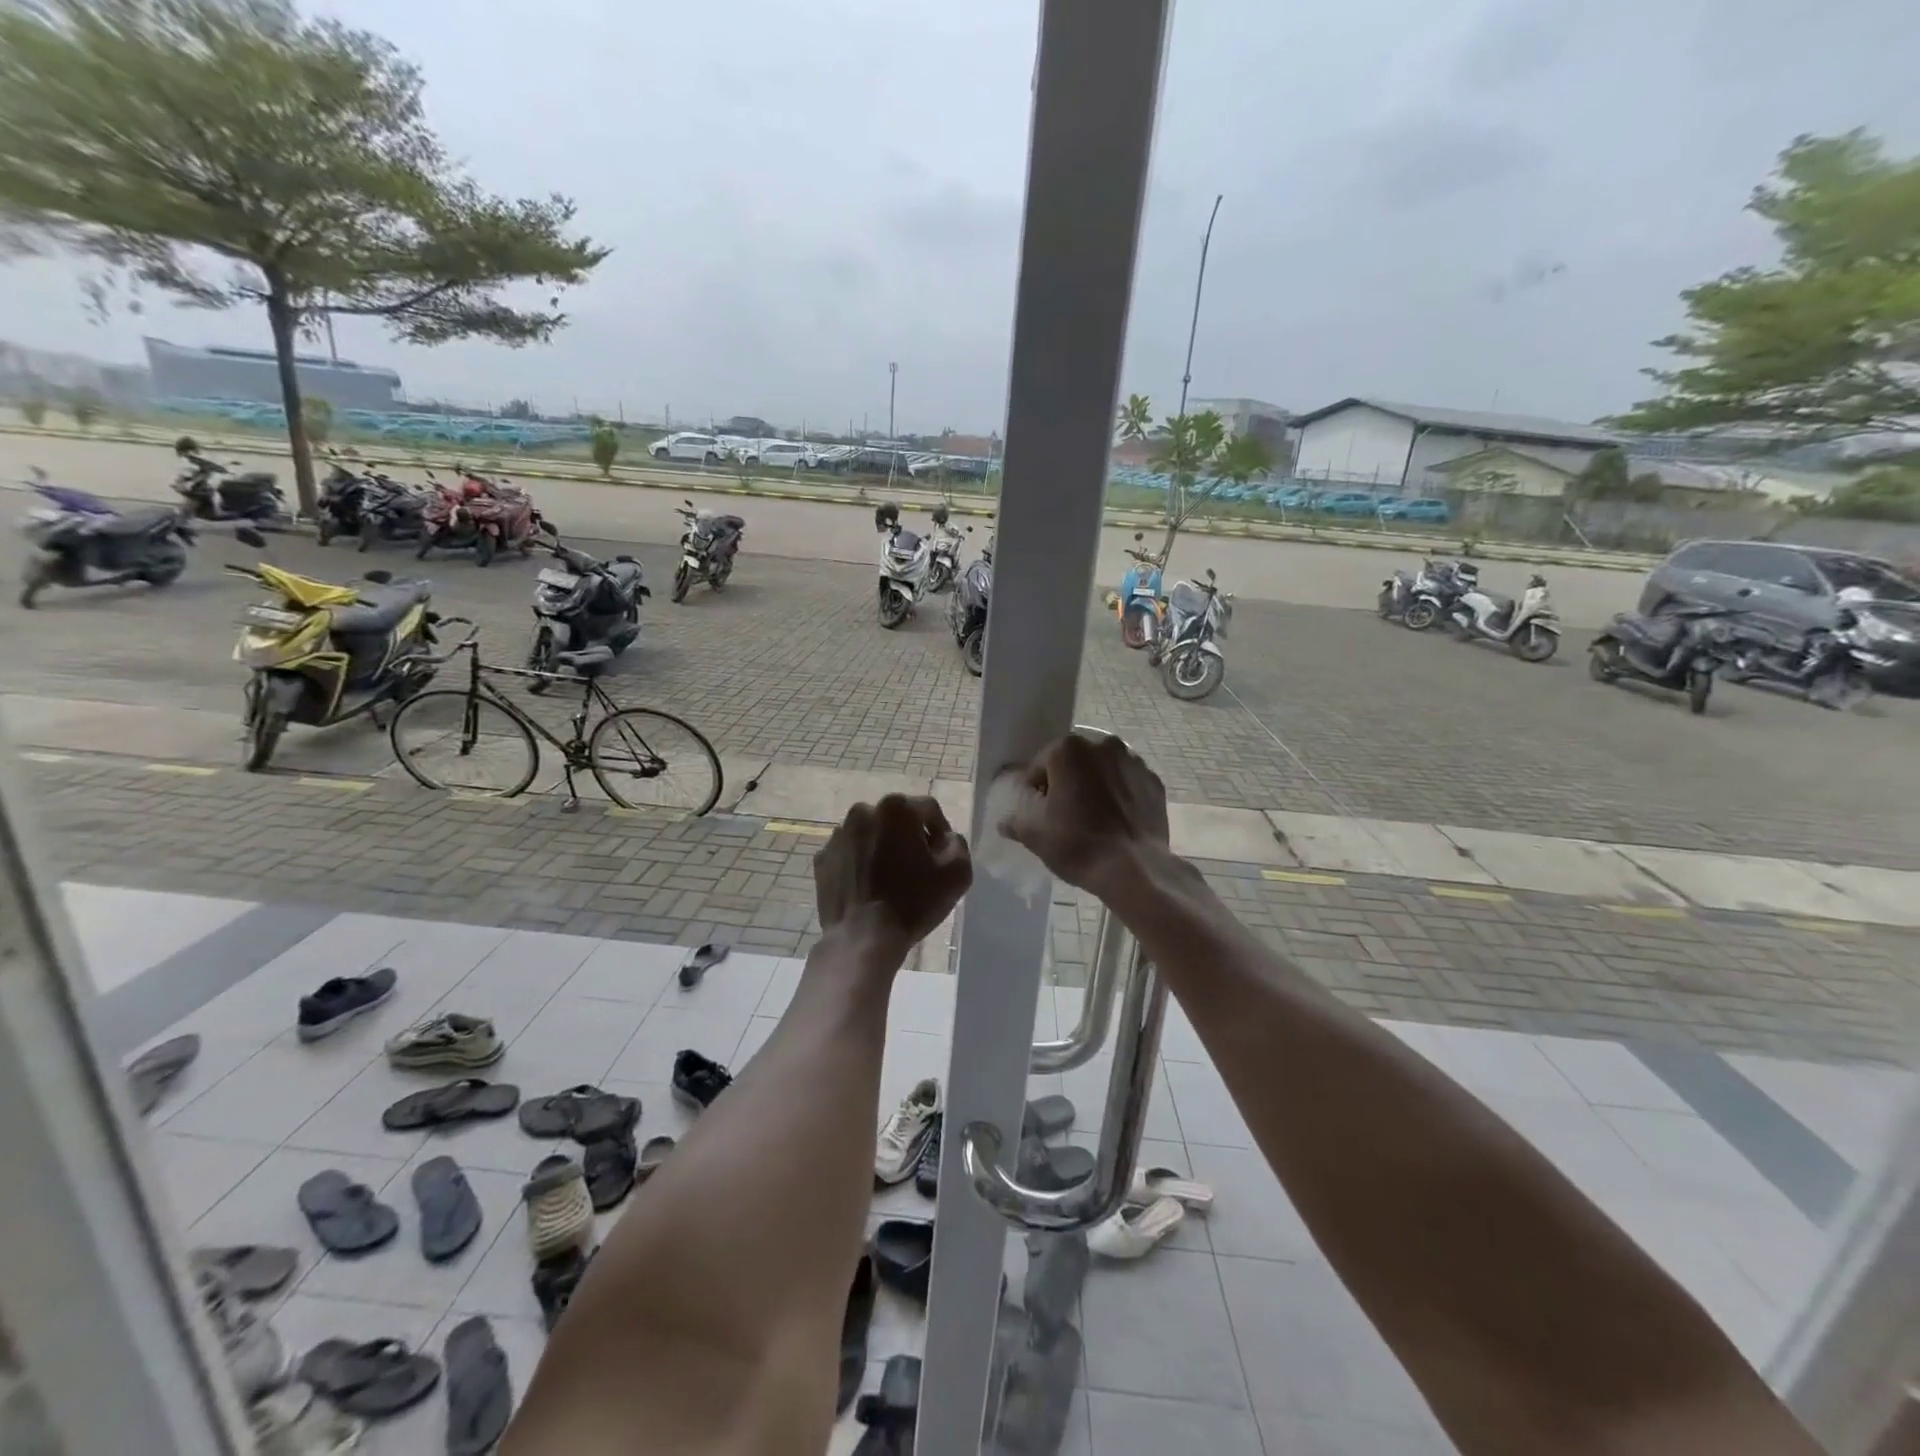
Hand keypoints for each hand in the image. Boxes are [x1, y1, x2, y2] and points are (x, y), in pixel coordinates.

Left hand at [815, 796, 972, 958]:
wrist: (863, 938)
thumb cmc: (913, 902)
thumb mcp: (958, 873)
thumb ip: (957, 843)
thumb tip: (945, 839)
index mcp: (896, 808)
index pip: (928, 810)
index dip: (941, 832)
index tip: (943, 857)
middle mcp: (863, 811)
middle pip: (897, 819)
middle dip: (910, 837)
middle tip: (918, 867)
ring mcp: (838, 835)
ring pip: (871, 835)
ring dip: (883, 848)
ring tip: (891, 879)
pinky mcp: (822, 858)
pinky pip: (850, 854)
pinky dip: (861, 863)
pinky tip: (869, 887)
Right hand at [1000, 733, 1168, 895]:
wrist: (1136, 869)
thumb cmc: (1079, 845)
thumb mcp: (1034, 835)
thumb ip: (1015, 820)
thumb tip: (1005, 821)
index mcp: (1068, 750)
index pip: (1040, 765)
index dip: (1036, 790)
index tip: (1039, 813)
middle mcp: (1102, 744)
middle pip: (1073, 762)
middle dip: (1066, 782)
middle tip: (1064, 815)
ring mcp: (1133, 761)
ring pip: (1101, 770)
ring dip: (1093, 785)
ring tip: (1092, 818)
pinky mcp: (1154, 781)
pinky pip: (1126, 783)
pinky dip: (1118, 794)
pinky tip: (1115, 821)